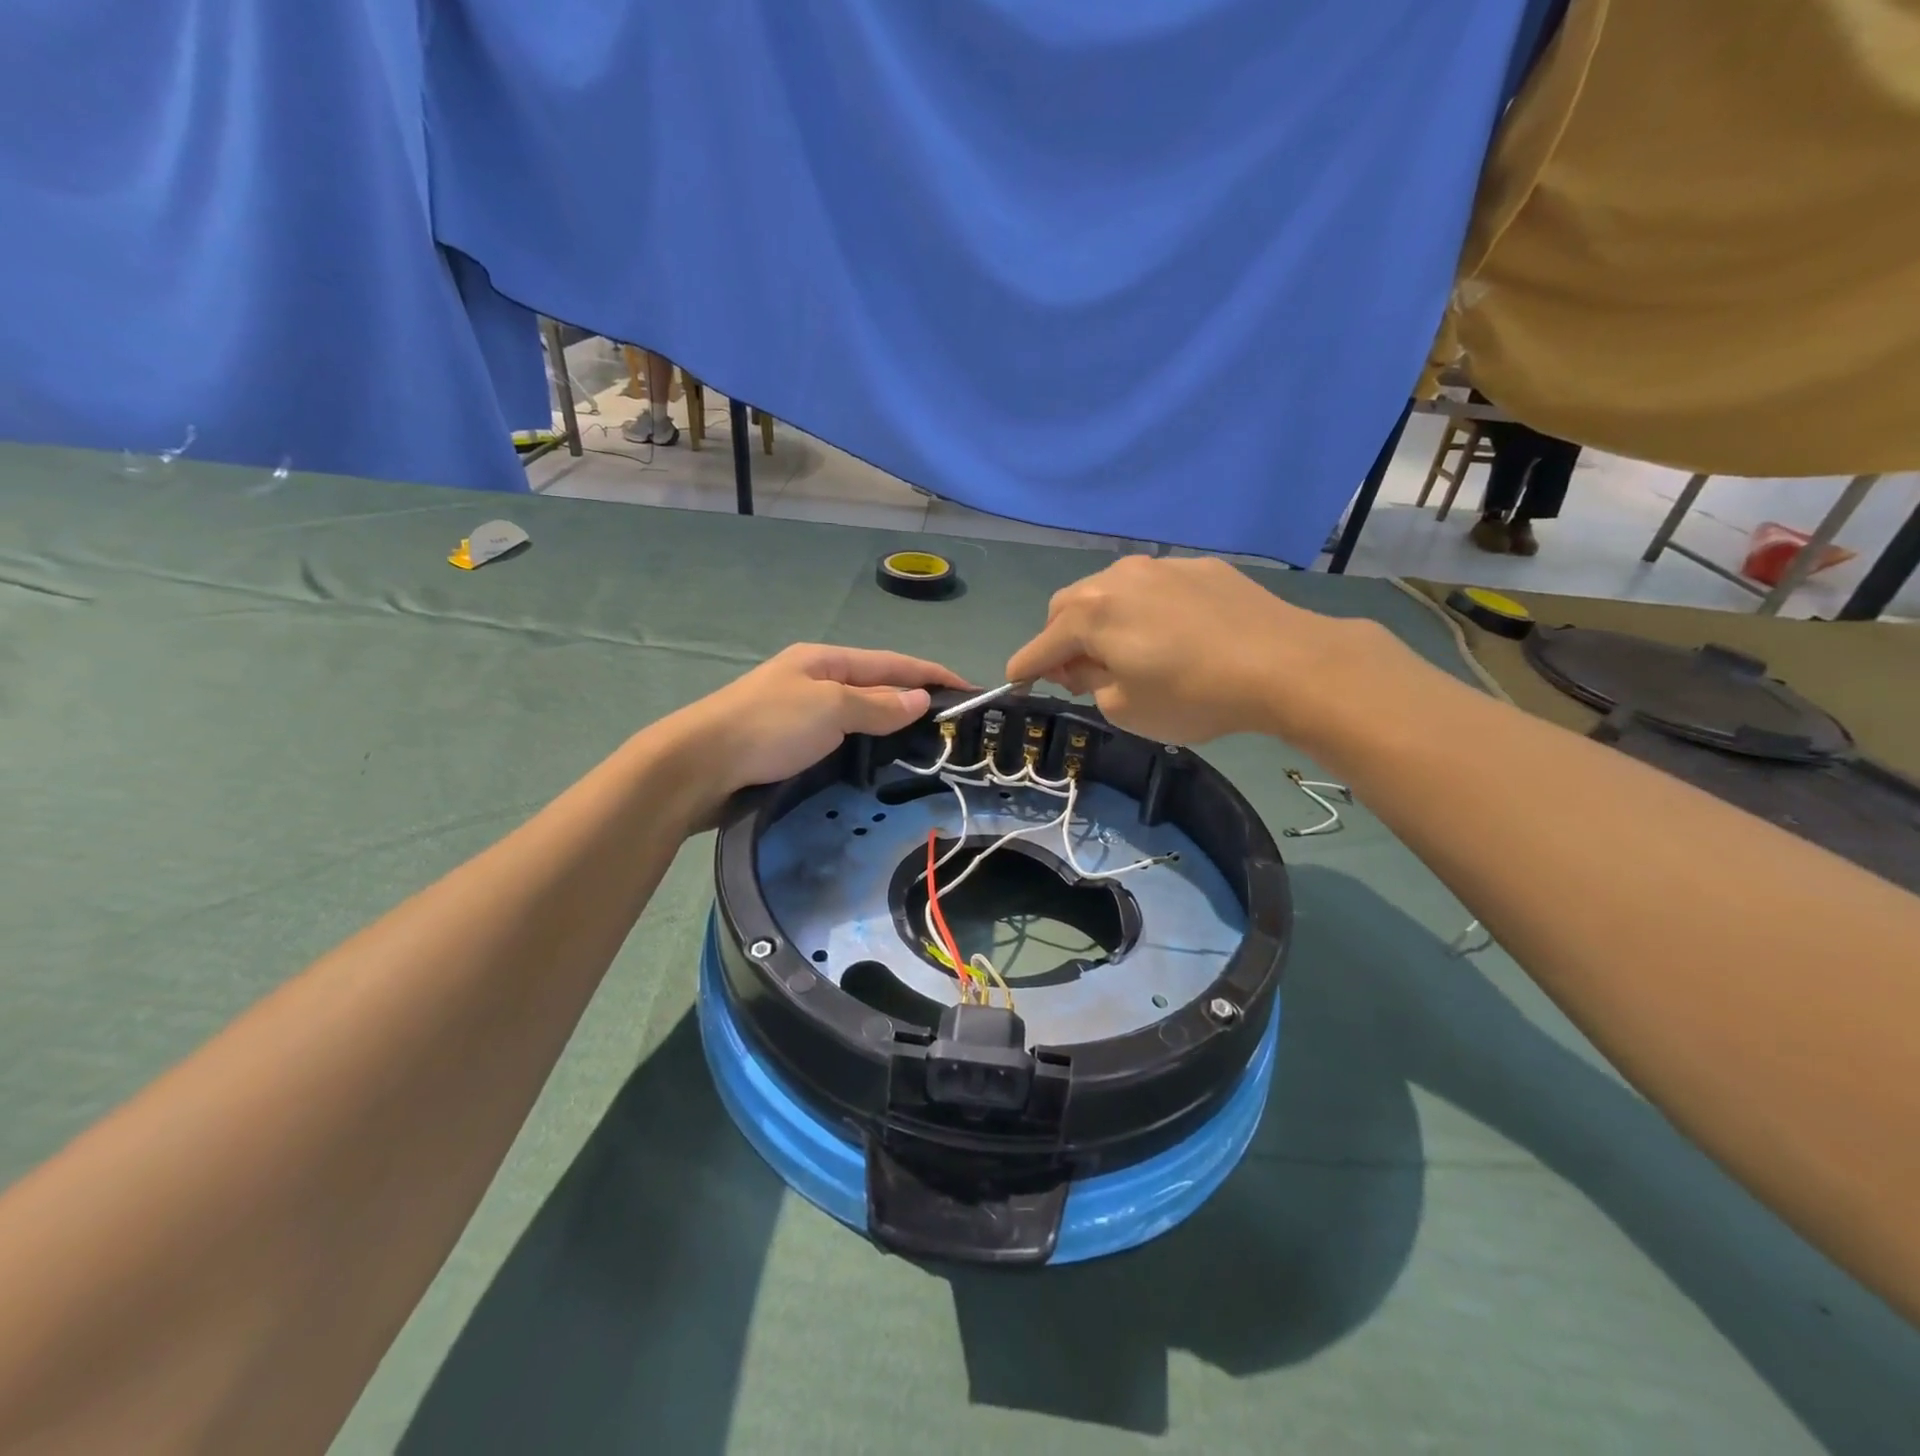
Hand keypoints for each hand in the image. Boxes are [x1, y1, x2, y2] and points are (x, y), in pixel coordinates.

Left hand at [671, 644, 967, 807]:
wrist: (698, 765)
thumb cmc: (768, 727)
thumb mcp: (829, 708)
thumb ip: (877, 704)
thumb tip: (920, 699)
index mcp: (826, 660)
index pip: (893, 663)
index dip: (933, 674)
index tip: (970, 690)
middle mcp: (815, 679)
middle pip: (878, 685)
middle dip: (915, 698)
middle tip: (952, 724)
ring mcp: (800, 711)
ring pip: (859, 713)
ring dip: (892, 723)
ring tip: (925, 743)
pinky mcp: (789, 742)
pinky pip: (841, 736)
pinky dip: (866, 743)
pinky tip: (878, 758)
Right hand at [1005, 555, 1392, 746]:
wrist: (1285, 663)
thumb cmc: (1193, 695)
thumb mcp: (1127, 709)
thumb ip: (1091, 685)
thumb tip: (1084, 667)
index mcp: (1091, 614)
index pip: (1041, 645)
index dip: (1024, 668)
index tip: (1015, 682)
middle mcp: (1117, 578)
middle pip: (1067, 607)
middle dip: (1061, 639)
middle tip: (1079, 672)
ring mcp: (1161, 567)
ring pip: (1110, 590)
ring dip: (1101, 619)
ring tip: (1125, 650)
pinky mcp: (1199, 568)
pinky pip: (1152, 587)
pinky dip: (1143, 610)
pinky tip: (1172, 635)